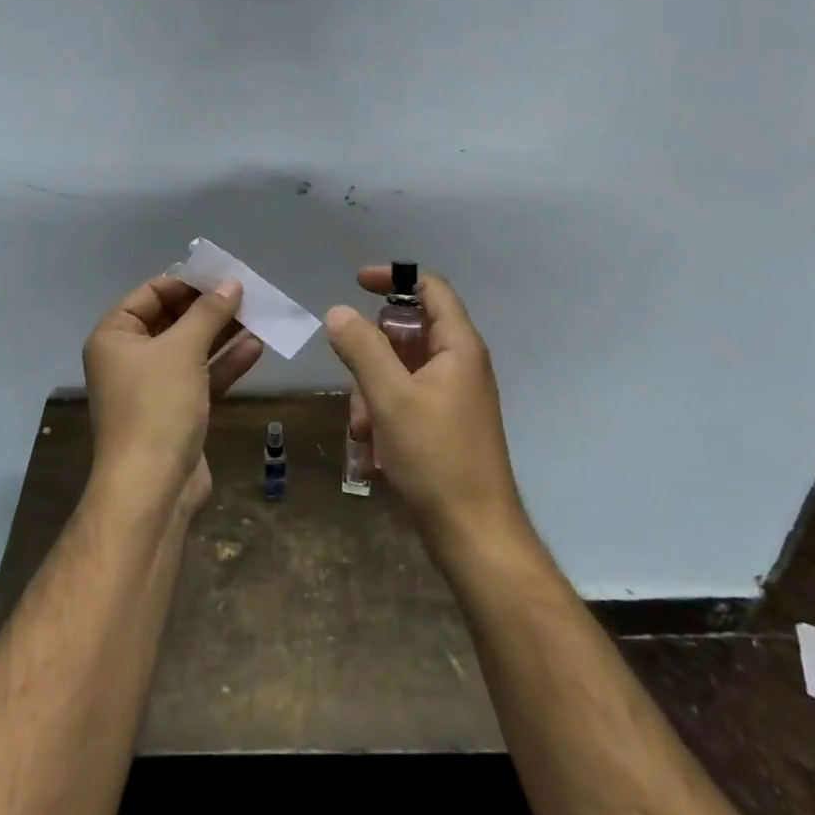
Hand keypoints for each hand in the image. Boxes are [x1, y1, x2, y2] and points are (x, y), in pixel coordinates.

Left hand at [82, 275, 263, 511]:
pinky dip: (225, 362)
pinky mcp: (176, 411)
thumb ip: (209, 312)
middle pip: (172, 320)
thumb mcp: (183, 349)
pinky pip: (201, 376)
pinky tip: (256, 347)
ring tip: (258, 315)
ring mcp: (153, 387)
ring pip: (191, 349)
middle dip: (209, 308)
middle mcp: (129, 358)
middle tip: (245, 294)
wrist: (152, 488)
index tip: (221, 277)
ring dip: (222, 333)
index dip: (186, 283)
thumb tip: (231, 283)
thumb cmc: (157, 406)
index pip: (150, 294)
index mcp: (115, 336)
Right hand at [326, 267, 523, 543]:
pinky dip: (384, 415)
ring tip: (361, 430)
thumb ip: (362, 348)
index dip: (394, 278)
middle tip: (351, 378)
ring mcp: (454, 397)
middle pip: (408, 331)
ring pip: (401, 371)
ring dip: (372, 392)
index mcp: (458, 346)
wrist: (476, 537)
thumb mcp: (390, 398)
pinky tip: (371, 451)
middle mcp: (460, 365)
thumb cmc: (436, 458)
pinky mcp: (445, 426)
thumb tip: (338, 312)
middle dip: (371, 353)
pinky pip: (406, 401)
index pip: (430, 288)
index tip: (356, 283)